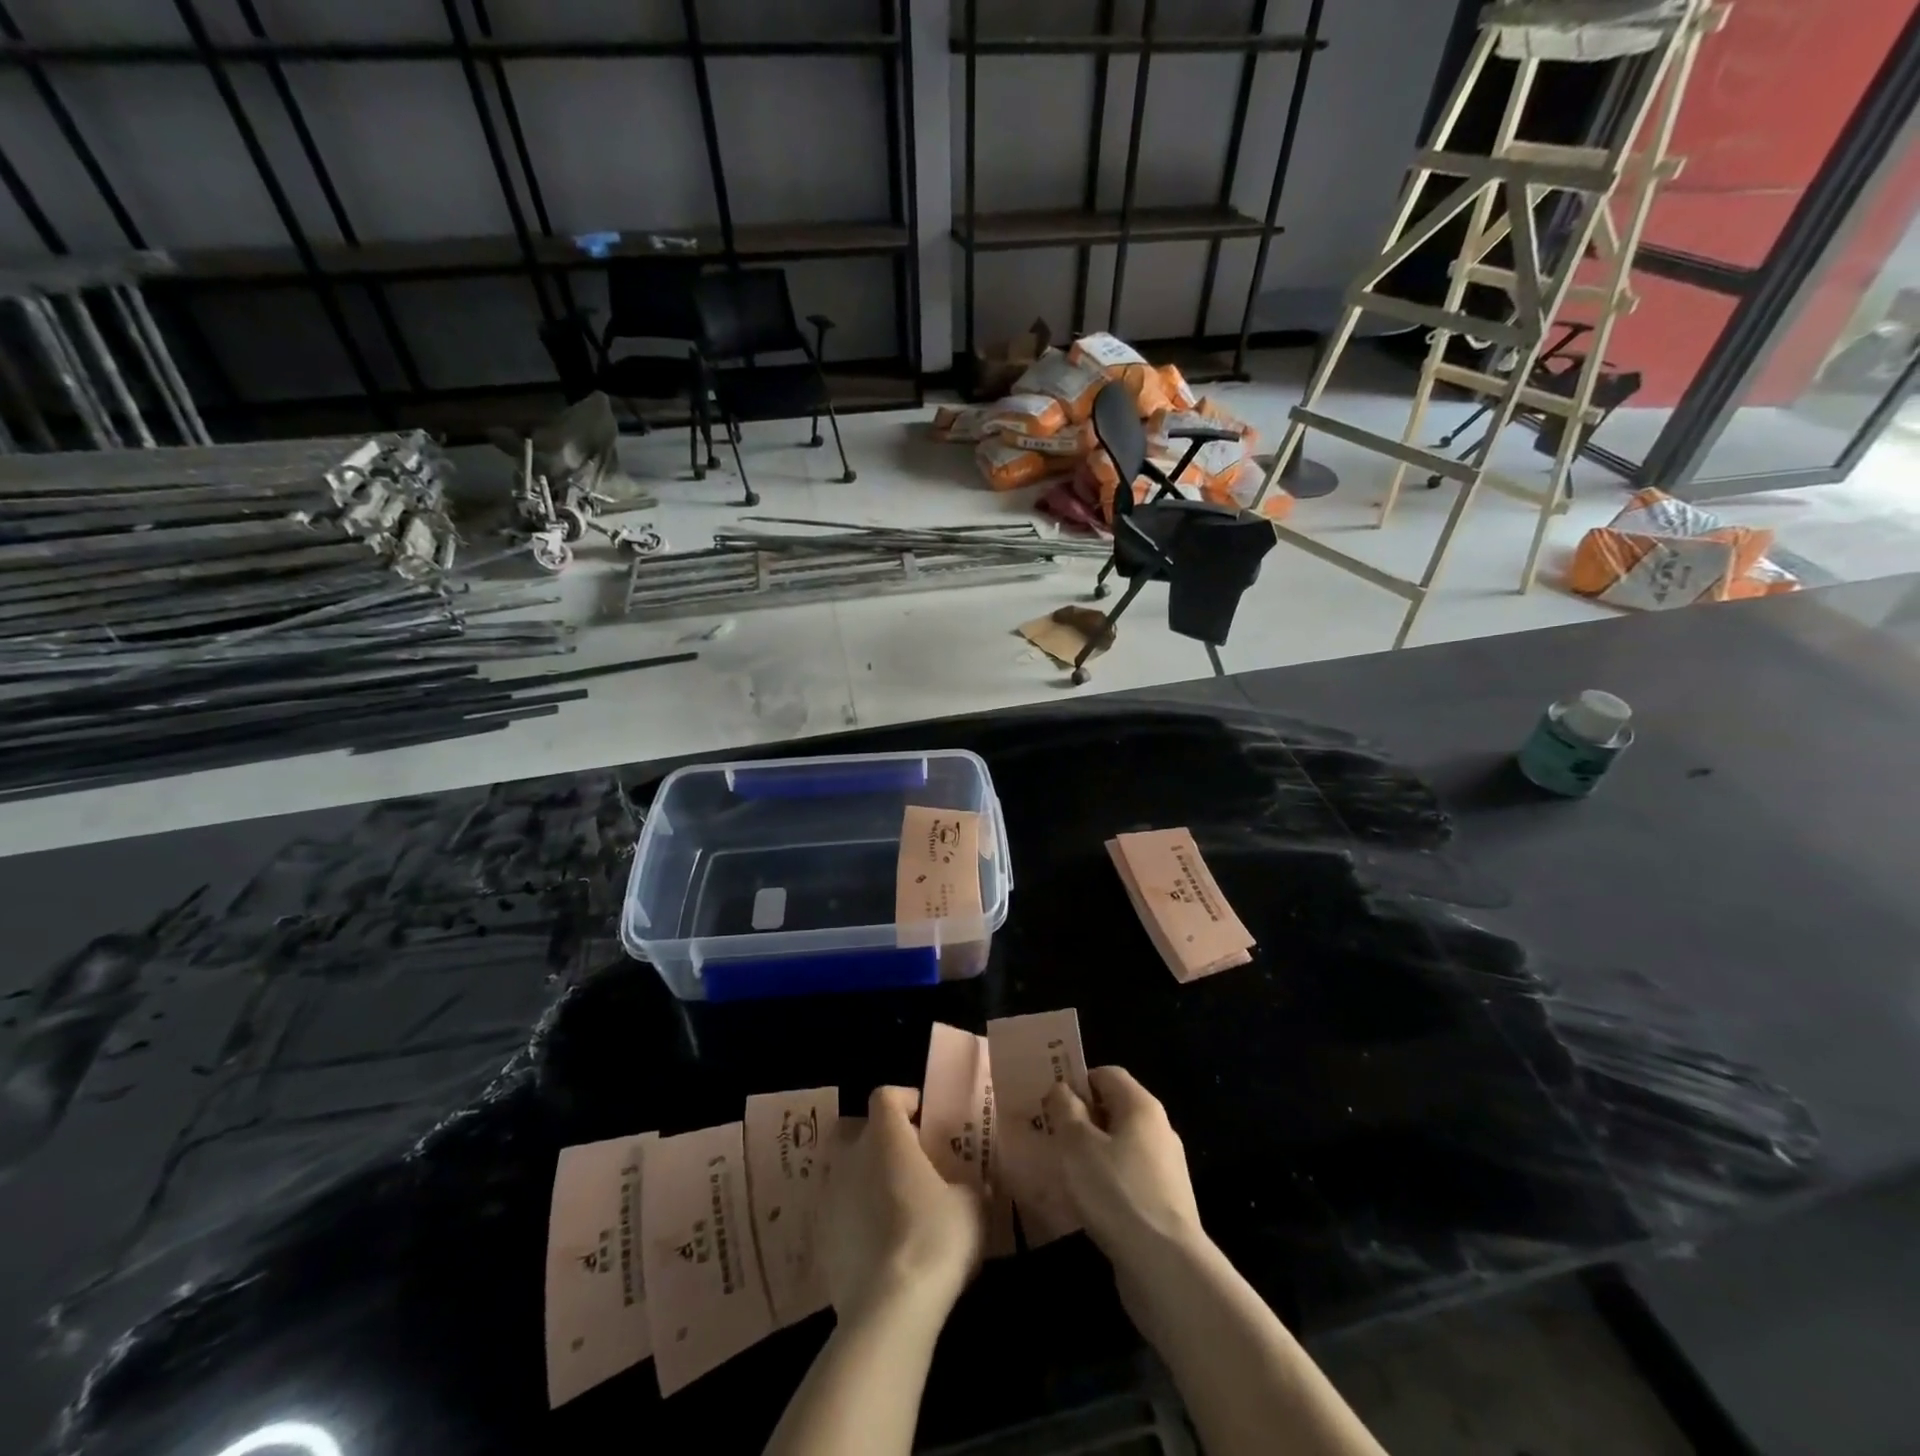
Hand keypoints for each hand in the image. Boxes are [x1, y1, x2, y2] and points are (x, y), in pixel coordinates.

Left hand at [822, 1087, 985, 1318]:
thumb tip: (968, 1184)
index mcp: (885, 1136)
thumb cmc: (934, 1237)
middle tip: (911, 1164)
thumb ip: (966, 1182)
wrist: (888, 1309)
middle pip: (860, 1131)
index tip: (927, 1120)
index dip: (905, 1102)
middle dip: (882, 1141)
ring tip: (898, 1208)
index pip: (885, 1096)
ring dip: (868, 1182)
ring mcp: (830, 1198)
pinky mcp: (820, 1239)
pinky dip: (857, 1219)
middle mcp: (850, 1157)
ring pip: (848, 1173)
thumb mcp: (970, 1203)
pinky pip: (841, 1214)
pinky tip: (881, 1246)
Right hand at [1044, 1067, 1207, 1283]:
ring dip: (1091, 1154)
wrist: (1165, 1267)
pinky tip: (1086, 1204)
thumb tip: (1062, 1089)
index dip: (1077, 1082)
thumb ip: (1065, 1109)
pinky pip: (1127, 1179)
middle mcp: (1159, 1130)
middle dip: (1081, 1119)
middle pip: (1114, 1110)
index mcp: (1142, 1106)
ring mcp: (1165, 1169)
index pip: (1107, 1074)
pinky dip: (1106, 1183)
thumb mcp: (1077, 1143)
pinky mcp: (1163, 1204)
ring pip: (1119, 1147)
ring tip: (1062, 1172)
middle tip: (1050, 1137)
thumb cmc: (1116, 1192)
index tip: (1050, 1103)